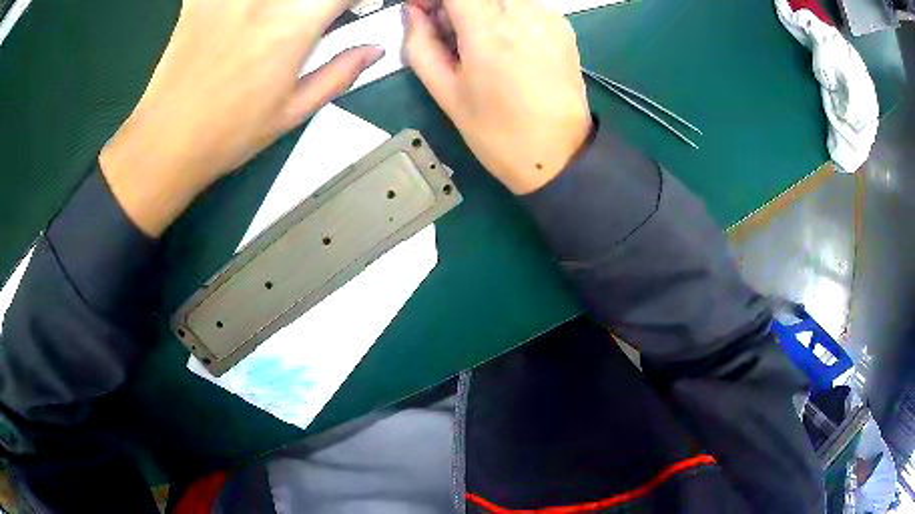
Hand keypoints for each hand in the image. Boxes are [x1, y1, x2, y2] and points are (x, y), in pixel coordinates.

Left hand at [100, 0, 382, 235]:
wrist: (165, 144)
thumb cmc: (228, 135)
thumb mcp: (292, 112)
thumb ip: (340, 73)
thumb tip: (373, 50)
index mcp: (293, 26)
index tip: (356, 9)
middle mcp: (263, 0)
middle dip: (319, 3)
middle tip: (316, 17)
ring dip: (284, 6)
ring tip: (277, 23)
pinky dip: (239, 3)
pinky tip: (240, 14)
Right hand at [404, 0, 591, 194]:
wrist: (559, 154)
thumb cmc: (497, 132)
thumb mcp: (445, 92)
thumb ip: (420, 44)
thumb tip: (414, 12)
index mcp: (488, 30)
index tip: (423, 9)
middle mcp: (523, 13)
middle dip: (456, 3)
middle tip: (446, 27)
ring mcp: (548, 17)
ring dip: (480, 6)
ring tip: (474, 37)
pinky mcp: (562, 26)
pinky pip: (524, 4)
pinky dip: (505, 12)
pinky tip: (503, 42)